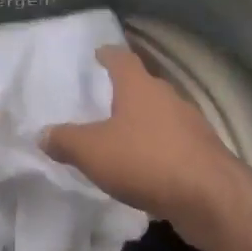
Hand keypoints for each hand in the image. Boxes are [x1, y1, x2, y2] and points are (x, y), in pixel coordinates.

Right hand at [41, 46, 239, 236]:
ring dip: (144, 123)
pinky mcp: (203, 153)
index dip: (109, 55)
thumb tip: (42, 134)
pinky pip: (174, 144)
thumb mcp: (92, 151)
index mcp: (140, 88)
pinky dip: (158, 149)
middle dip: (126, 92)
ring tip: (123, 136)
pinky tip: (146, 167)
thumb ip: (65, 140)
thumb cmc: (145, 161)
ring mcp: (191, 125)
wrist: (209, 197)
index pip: (123, 59)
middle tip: (105, 99)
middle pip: (145, 86)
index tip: (99, 53)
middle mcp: (168, 98)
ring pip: (161, 116)